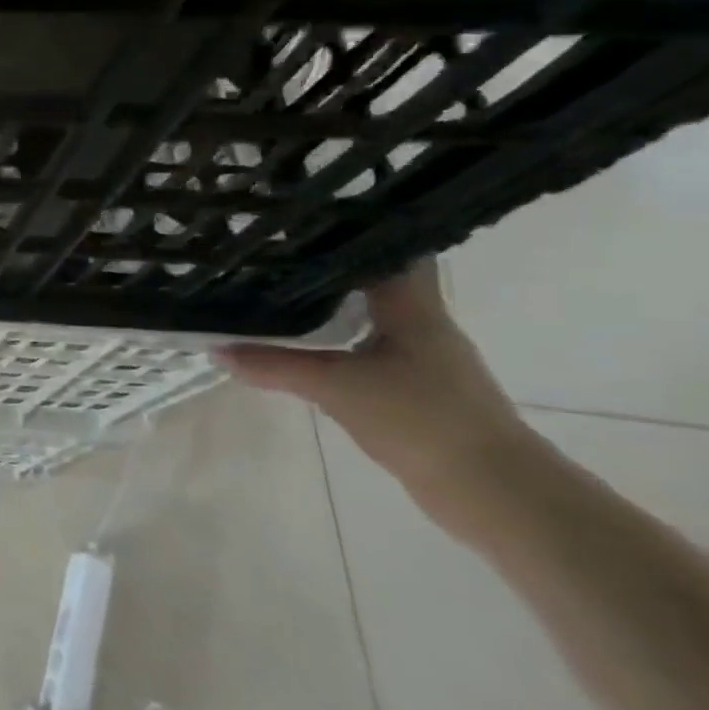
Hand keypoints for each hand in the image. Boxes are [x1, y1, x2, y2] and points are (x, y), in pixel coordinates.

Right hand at [216, 259, 531, 498]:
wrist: (494, 493)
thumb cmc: (421, 420)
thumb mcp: (335, 387)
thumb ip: (274, 365)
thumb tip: (214, 348)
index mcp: (412, 308)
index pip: (388, 249)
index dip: (351, 229)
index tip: (304, 216)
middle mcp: (421, 324)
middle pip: (372, 279)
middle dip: (326, 264)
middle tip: (272, 249)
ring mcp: (422, 359)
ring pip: (367, 315)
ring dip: (329, 304)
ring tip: (274, 289)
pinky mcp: (415, 390)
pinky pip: (365, 348)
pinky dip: (334, 341)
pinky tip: (301, 344)